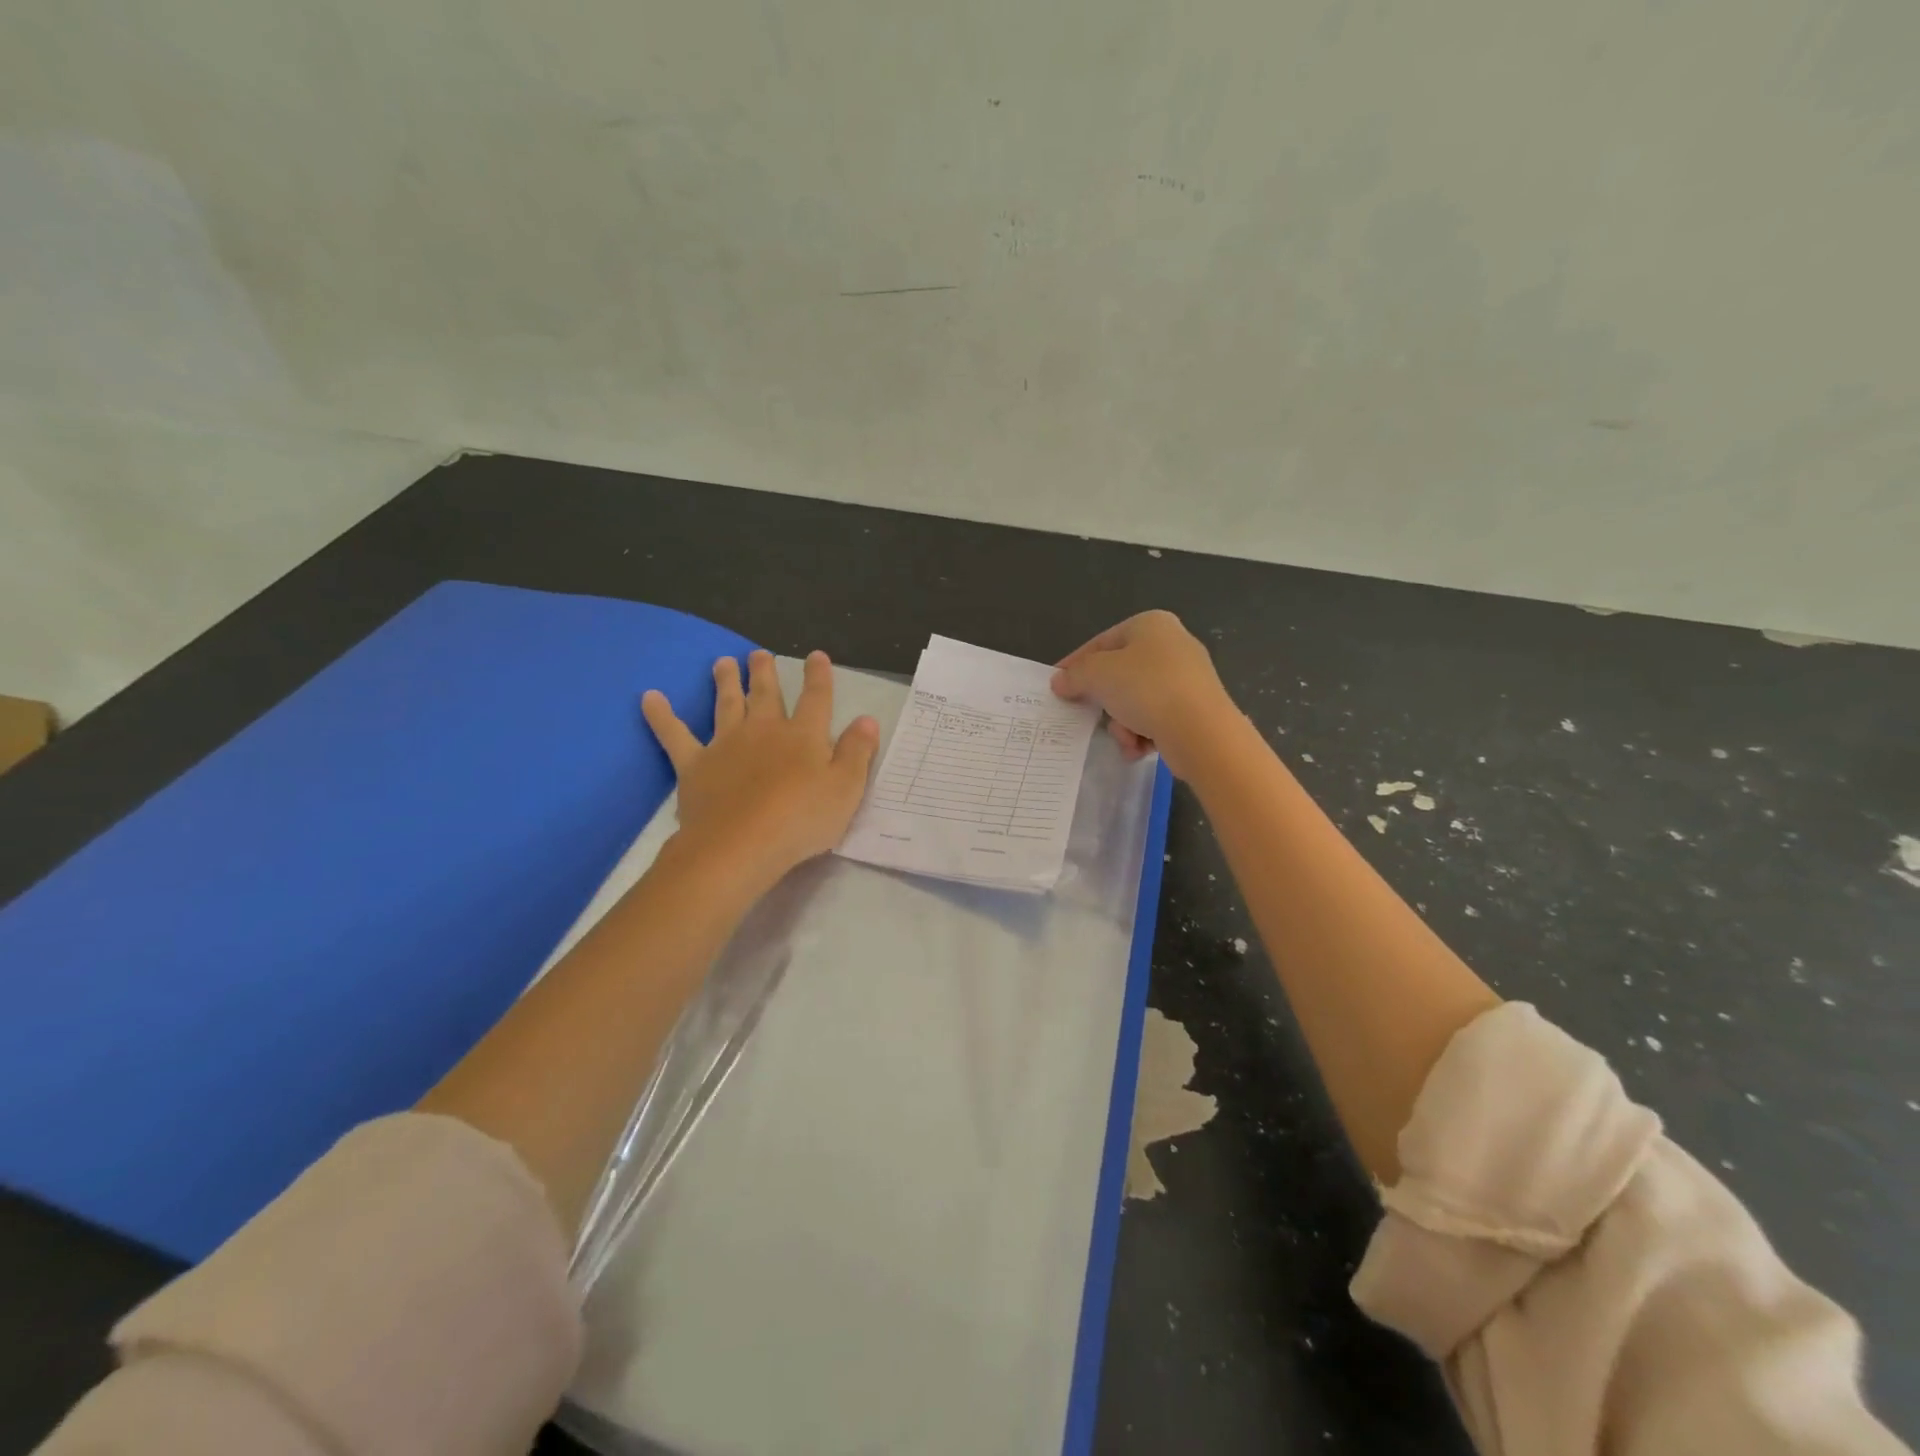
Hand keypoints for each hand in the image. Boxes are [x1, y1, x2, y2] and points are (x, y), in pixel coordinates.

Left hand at [642, 649, 878, 887]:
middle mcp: (764, 730)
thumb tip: (867, 719)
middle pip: (766, 694)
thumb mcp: (846, 789)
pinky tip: (649, 698)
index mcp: (804, 736)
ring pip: (727, 704)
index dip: (818, 676)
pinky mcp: (695, 765)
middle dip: (765, 672)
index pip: (816, 699)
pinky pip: (675, 735)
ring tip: (722, 662)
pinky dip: (661, 716)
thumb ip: (857, 752)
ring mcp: (726, 745)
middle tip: (759, 653)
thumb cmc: (801, 820)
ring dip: (725, 682)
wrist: (741, 844)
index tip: (816, 656)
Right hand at [1052, 611, 1237, 778]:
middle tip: (1088, 716)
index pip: (1102, 642)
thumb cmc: (1146, 689)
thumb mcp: (1098, 675)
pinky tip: (1141, 747)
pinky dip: (1143, 734)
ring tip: (1126, 738)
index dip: (1075, 664)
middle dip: (1104, 702)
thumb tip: (1060, 682)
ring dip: (1123, 724)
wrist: (1201, 731)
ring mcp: (1187, 678)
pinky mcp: (1195, 708)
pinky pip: (1156, 718)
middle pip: (1119, 674)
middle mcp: (1172, 645)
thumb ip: (1074, 675)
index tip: (1057, 685)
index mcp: (1151, 624)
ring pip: (1136, 701)